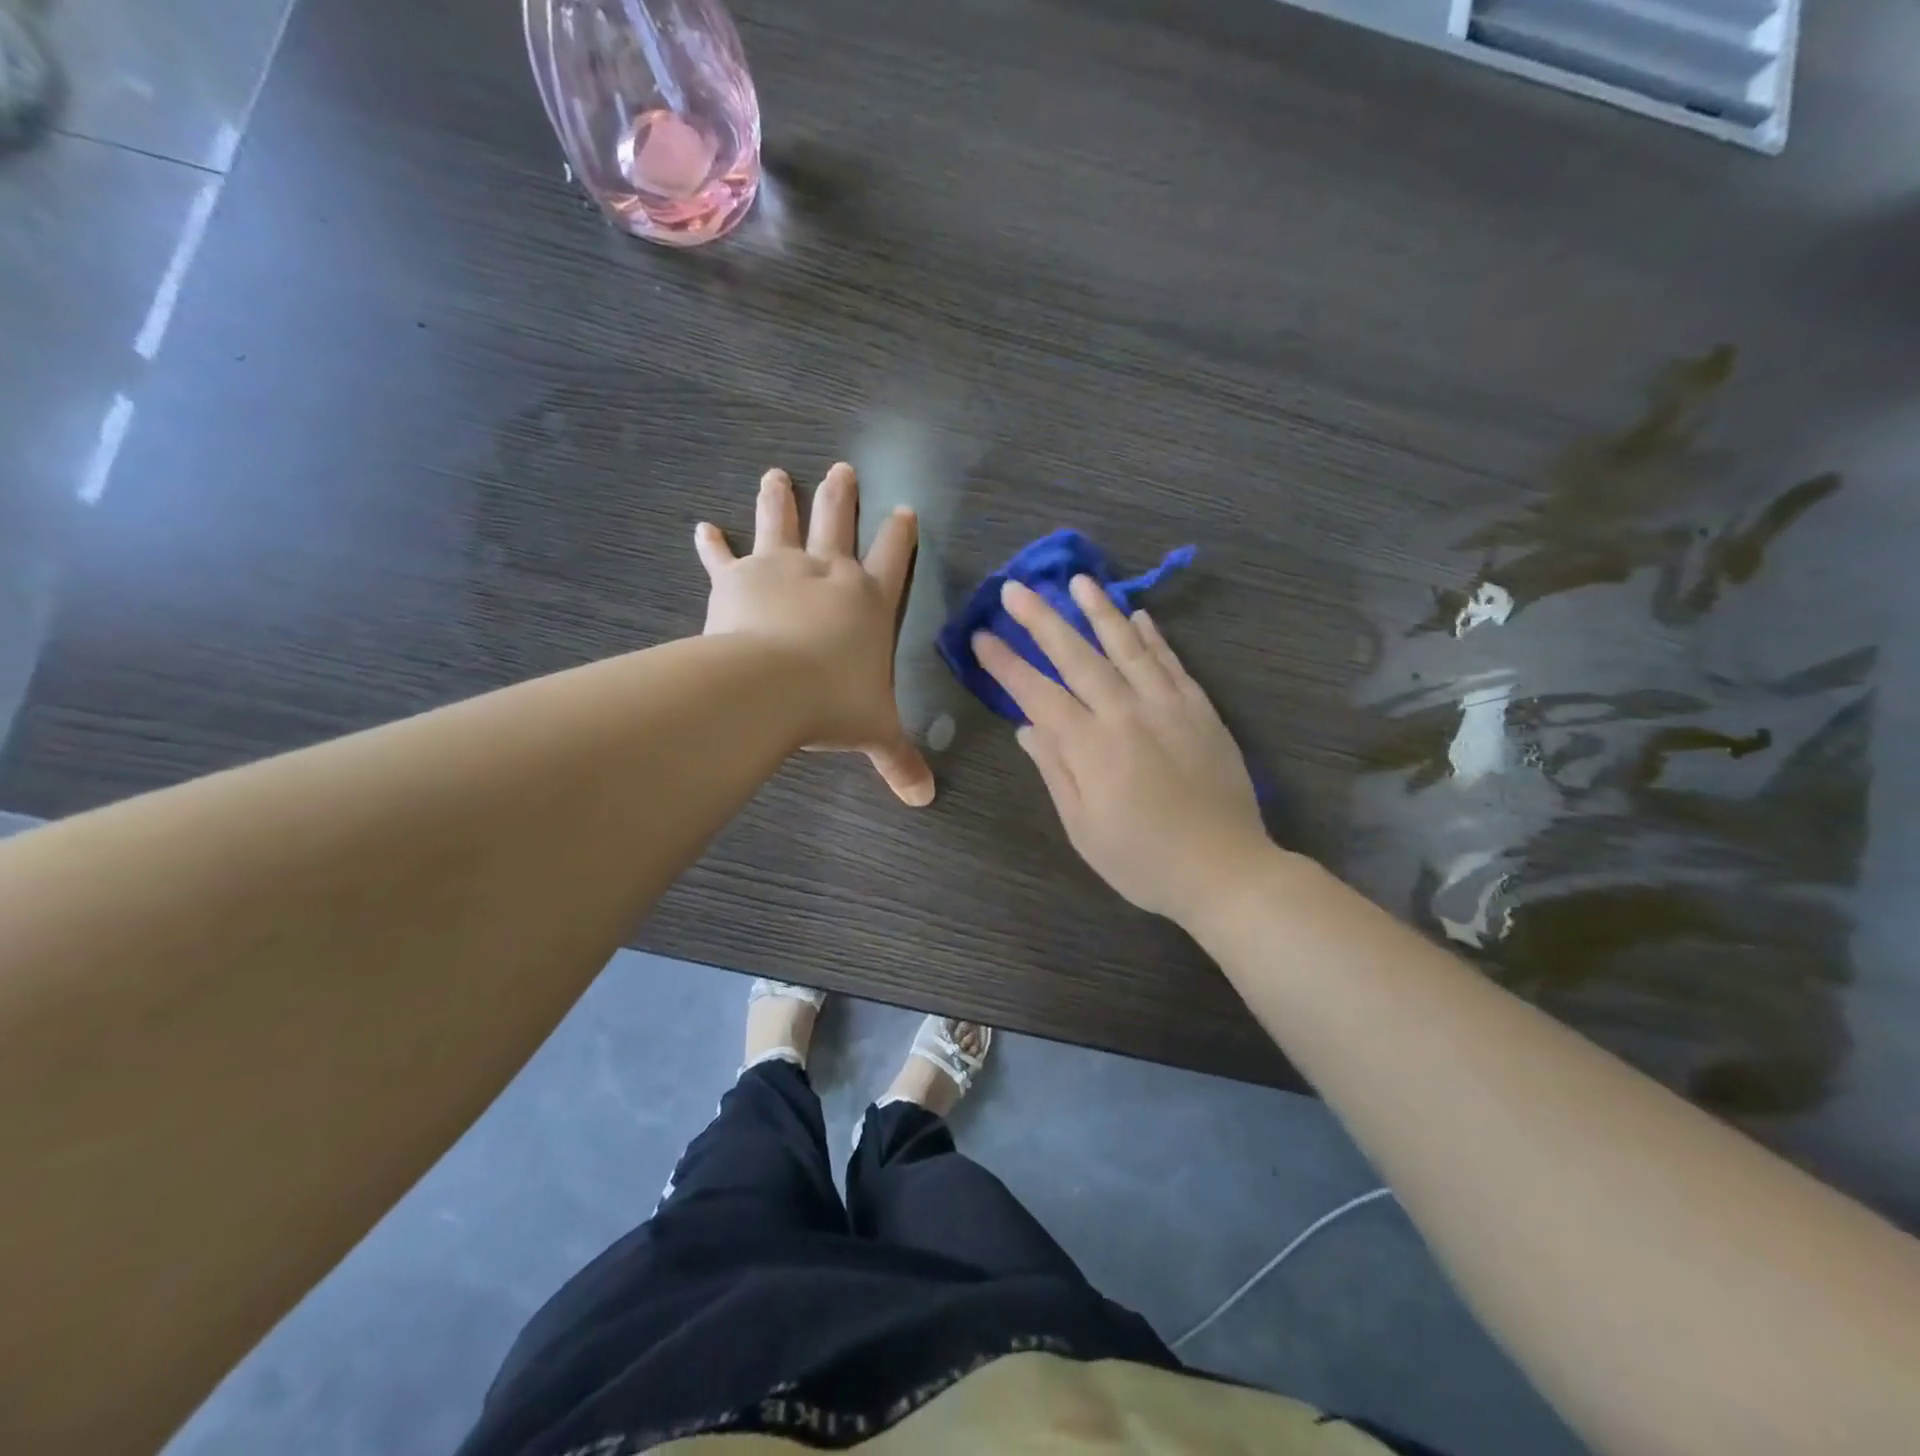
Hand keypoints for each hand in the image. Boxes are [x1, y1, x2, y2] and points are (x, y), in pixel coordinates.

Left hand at [695, 463, 934, 806]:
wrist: (771, 686)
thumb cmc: (835, 702)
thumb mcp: (876, 731)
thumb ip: (900, 760)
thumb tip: (925, 799)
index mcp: (869, 600)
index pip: (894, 558)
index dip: (900, 534)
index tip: (904, 509)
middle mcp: (829, 573)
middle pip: (838, 523)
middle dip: (841, 497)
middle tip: (841, 469)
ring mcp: (781, 569)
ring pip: (782, 523)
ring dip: (780, 498)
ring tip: (776, 474)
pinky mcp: (737, 580)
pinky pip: (724, 558)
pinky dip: (712, 545)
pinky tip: (702, 528)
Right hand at [974, 577, 1266, 921]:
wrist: (1225, 870)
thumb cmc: (1142, 861)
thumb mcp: (1083, 827)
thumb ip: (1055, 771)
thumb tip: (1026, 728)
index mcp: (1090, 747)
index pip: (1037, 693)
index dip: (1006, 664)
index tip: (982, 636)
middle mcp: (1126, 714)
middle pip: (1077, 656)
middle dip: (1042, 620)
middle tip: (1016, 588)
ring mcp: (1168, 706)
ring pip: (1128, 646)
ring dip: (1100, 611)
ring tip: (1079, 581)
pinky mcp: (1201, 710)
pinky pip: (1172, 663)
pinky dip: (1154, 637)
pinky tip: (1140, 616)